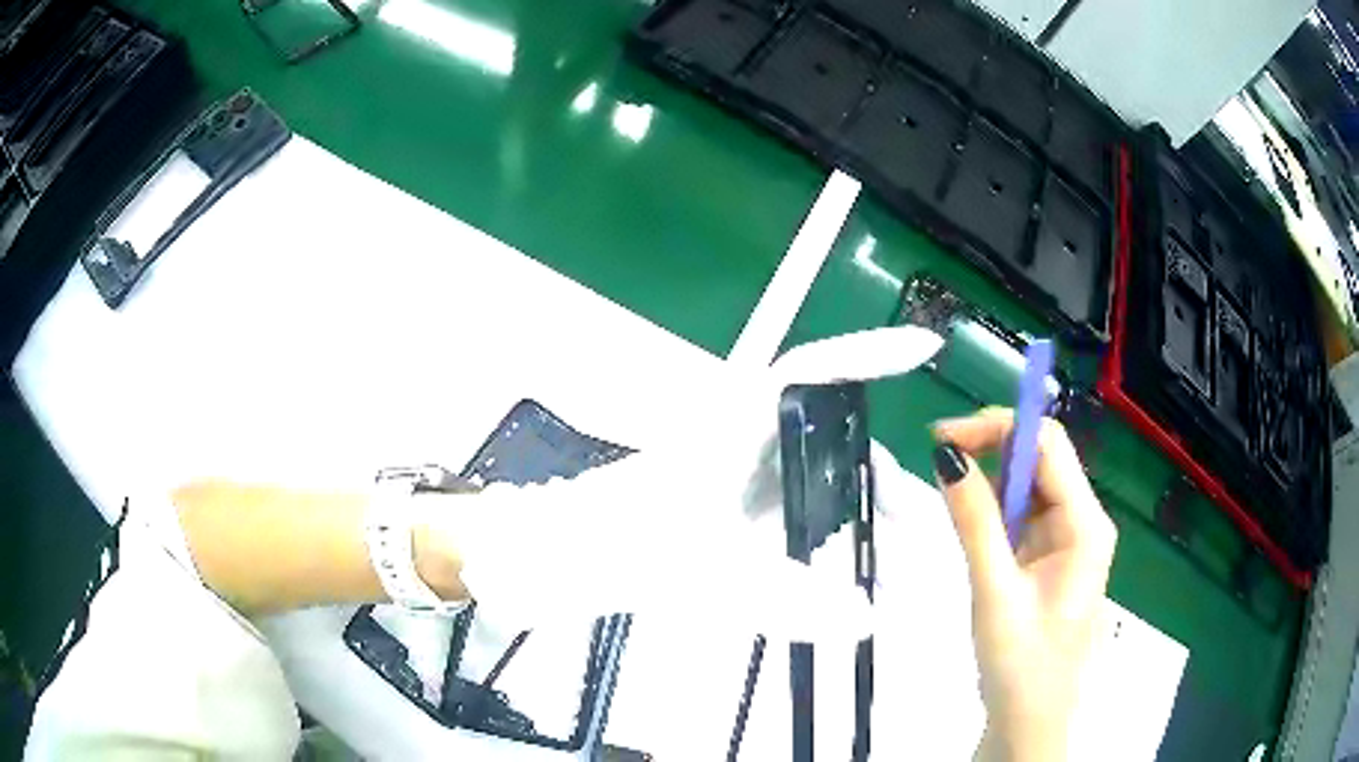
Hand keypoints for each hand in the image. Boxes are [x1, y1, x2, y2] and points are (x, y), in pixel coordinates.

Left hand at [418, 326, 944, 641]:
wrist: (555, 556)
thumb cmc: (614, 546)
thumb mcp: (701, 574)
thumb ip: (784, 599)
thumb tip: (867, 619)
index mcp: (732, 425)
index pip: (811, 373)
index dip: (869, 356)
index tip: (922, 349)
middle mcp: (739, 435)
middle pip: (829, 435)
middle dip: (879, 476)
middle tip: (917, 527)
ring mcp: (734, 469)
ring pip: (813, 472)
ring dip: (855, 504)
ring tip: (890, 550)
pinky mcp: (727, 501)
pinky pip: (793, 503)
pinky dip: (825, 526)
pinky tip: (842, 561)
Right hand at [932, 409, 1116, 761]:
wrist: (1031, 721)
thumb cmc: (1021, 664)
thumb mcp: (994, 592)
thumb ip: (974, 521)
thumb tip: (947, 454)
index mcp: (1084, 524)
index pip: (1047, 444)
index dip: (997, 427)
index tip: (943, 439)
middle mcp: (1083, 521)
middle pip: (1040, 458)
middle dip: (991, 450)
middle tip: (939, 463)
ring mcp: (1068, 539)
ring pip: (1029, 486)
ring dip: (990, 483)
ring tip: (951, 501)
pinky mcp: (1050, 557)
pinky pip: (1023, 516)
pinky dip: (994, 512)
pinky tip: (973, 528)